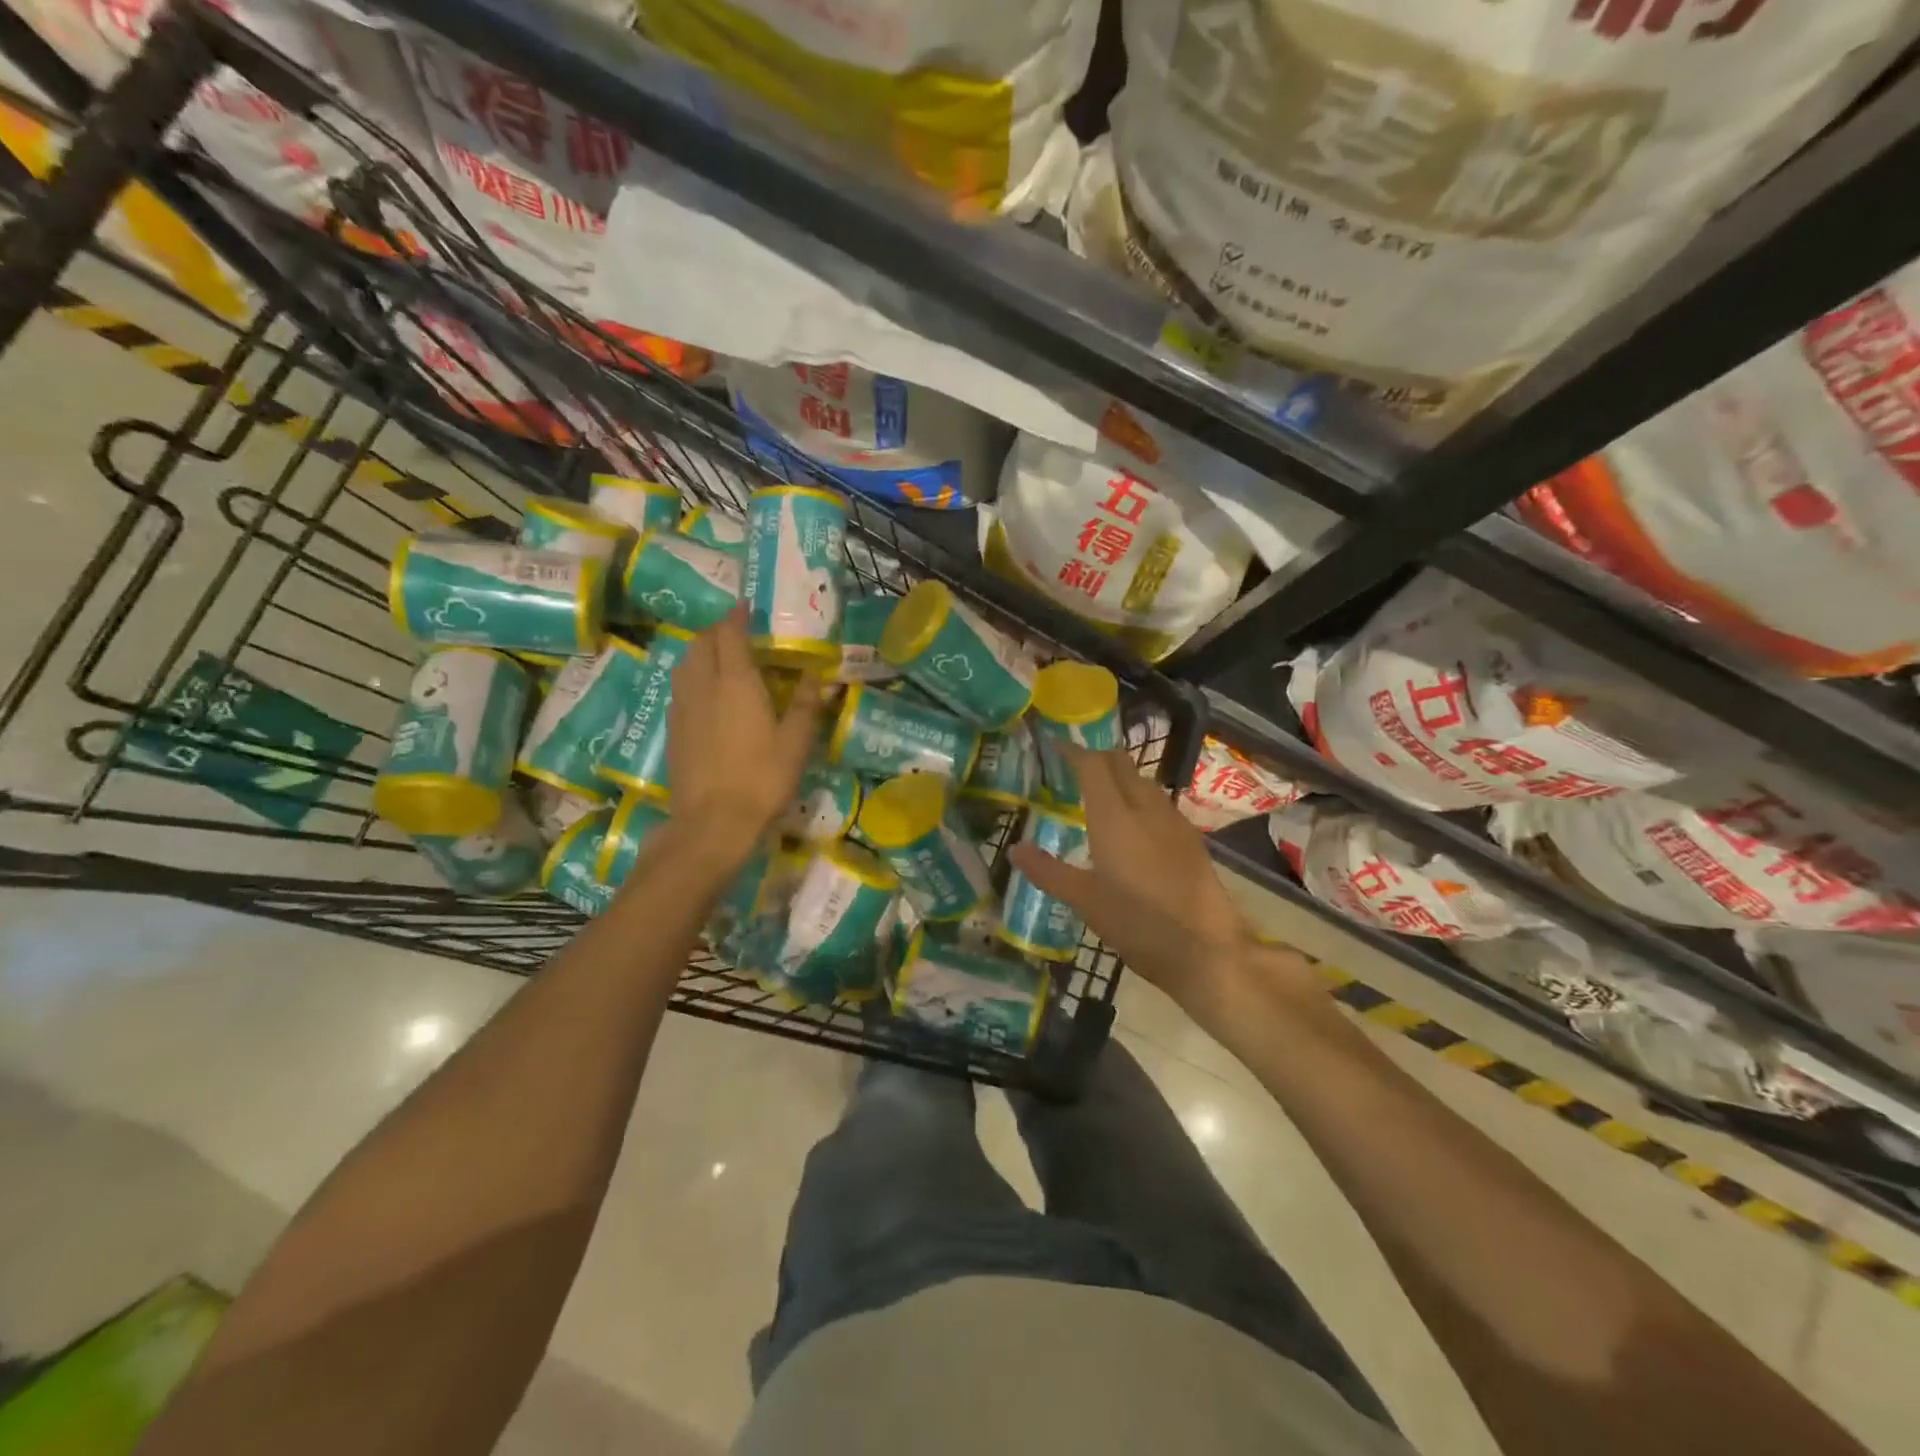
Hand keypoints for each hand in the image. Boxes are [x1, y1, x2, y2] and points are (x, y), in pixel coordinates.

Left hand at [666, 609, 821, 862]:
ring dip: (701, 651)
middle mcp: (703, 685)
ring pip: (685, 663)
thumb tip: (819, 674)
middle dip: (717, 630)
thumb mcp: (796, 742)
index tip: (746, 607)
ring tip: (720, 658)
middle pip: (701, 642)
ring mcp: (682, 707)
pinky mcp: (673, 729)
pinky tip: (706, 694)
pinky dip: (692, 677)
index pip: (730, 633)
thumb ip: (807, 704)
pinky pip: (680, 688)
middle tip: (737, 633)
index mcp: (735, 681)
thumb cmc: (762, 779)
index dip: (737, 616)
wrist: (712, 823)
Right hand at [1008, 746, 1320, 1030]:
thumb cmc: (1138, 924)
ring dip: (1120, 777)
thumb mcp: (1085, 901)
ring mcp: (1173, 821)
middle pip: (1121, 764)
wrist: (1207, 949)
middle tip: (1072, 768)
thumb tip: (1016, 849)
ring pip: (1143, 781)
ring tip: (1098, 794)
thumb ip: (1049, 871)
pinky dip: (1138, 798)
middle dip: (1096, 757)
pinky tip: (1132, 824)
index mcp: (1115, 817)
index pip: (1093, 764)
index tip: (1054, 745)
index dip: (1072, 750)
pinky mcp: (1190, 838)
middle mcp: (1146, 808)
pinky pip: (1158, 802)